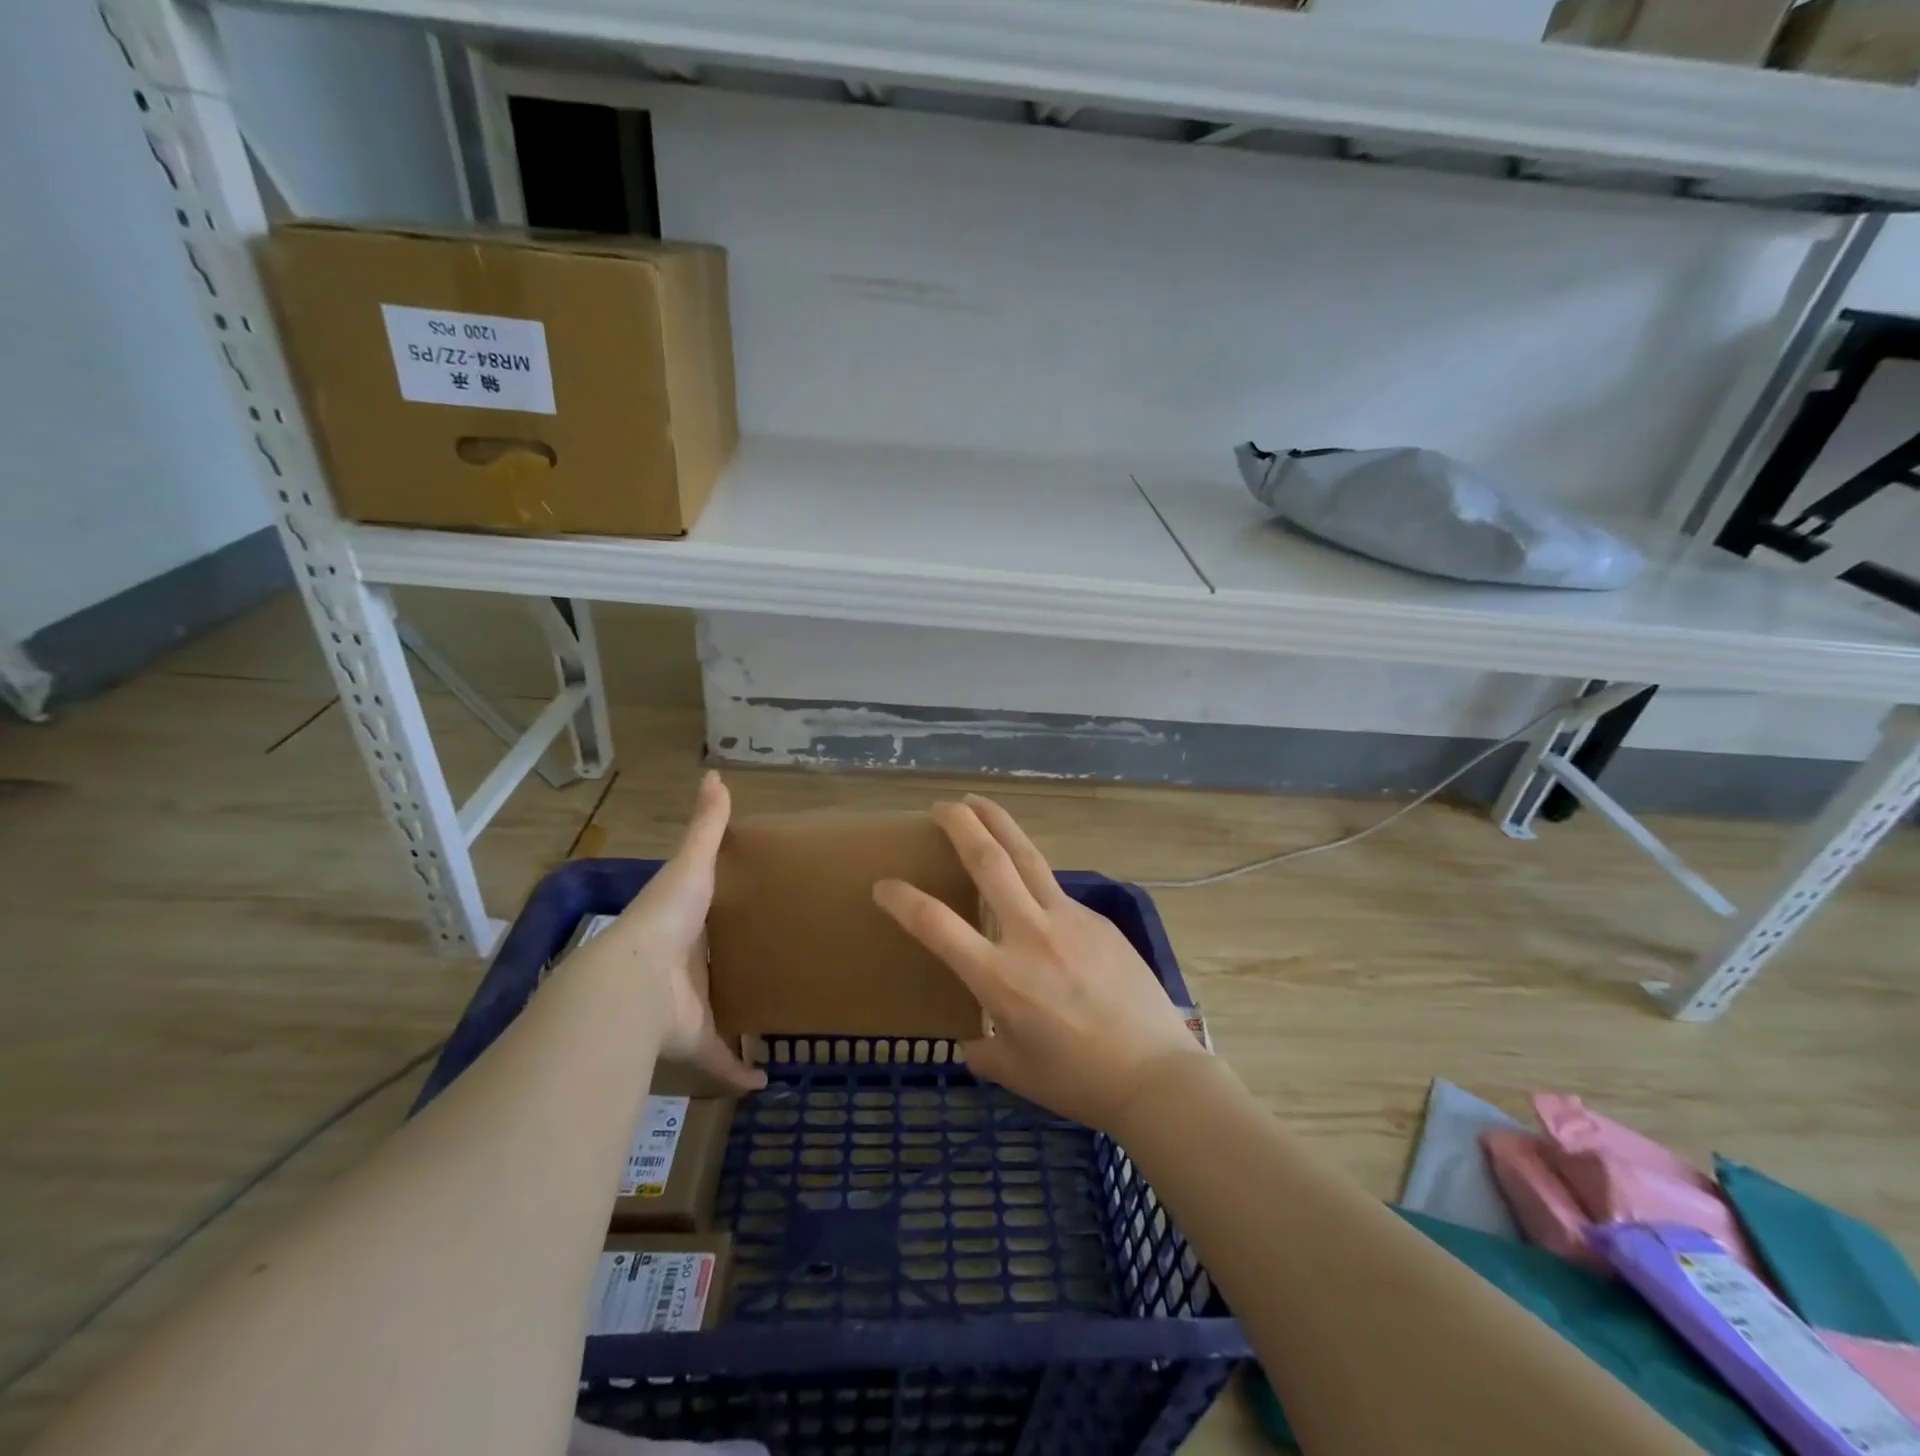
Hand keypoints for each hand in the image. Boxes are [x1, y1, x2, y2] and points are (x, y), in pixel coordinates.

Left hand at [578, 771, 764, 1092]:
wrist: (633, 983)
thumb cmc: (666, 917)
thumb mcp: (691, 864)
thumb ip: (705, 826)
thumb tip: (714, 775)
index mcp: (682, 926)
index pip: (702, 917)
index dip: (717, 916)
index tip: (748, 912)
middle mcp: (682, 968)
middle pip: (710, 967)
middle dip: (729, 970)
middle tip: (773, 963)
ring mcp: (687, 1008)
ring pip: (715, 1017)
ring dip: (736, 1022)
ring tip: (774, 1018)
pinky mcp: (695, 1042)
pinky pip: (720, 1061)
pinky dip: (739, 1073)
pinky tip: (764, 1079)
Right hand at [873, 795, 1204, 1134]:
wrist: (1156, 1074)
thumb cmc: (1079, 1081)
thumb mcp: (1018, 1073)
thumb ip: (986, 1053)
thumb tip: (972, 1044)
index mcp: (998, 977)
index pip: (935, 924)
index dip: (902, 899)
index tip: (884, 885)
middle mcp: (1029, 934)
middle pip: (988, 860)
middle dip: (959, 824)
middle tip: (940, 806)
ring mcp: (1068, 919)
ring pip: (1026, 856)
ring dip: (998, 822)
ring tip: (979, 801)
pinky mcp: (1098, 919)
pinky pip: (1056, 891)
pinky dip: (1035, 879)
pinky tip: (1032, 887)